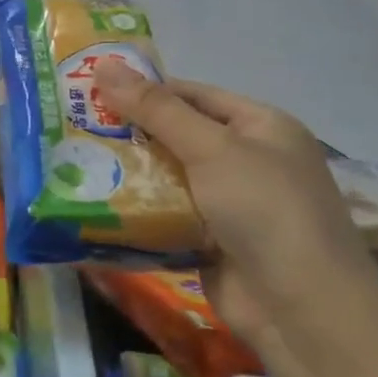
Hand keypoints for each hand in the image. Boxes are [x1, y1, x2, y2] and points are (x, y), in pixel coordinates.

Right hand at [94, 59, 377, 365]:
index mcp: (261, 126)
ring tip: (72, 160)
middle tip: (72, 125)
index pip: (193, 94)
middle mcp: (248, 160)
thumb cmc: (265, 211)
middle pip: (177, 135)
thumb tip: (103, 63)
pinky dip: (138, 211)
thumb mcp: (211, 149)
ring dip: (128, 173)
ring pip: (167, 177)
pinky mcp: (211, 242)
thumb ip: (155, 108)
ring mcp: (230, 204)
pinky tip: (95, 202)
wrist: (304, 313)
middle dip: (129, 132)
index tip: (91, 89)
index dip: (145, 89)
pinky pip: (166, 216)